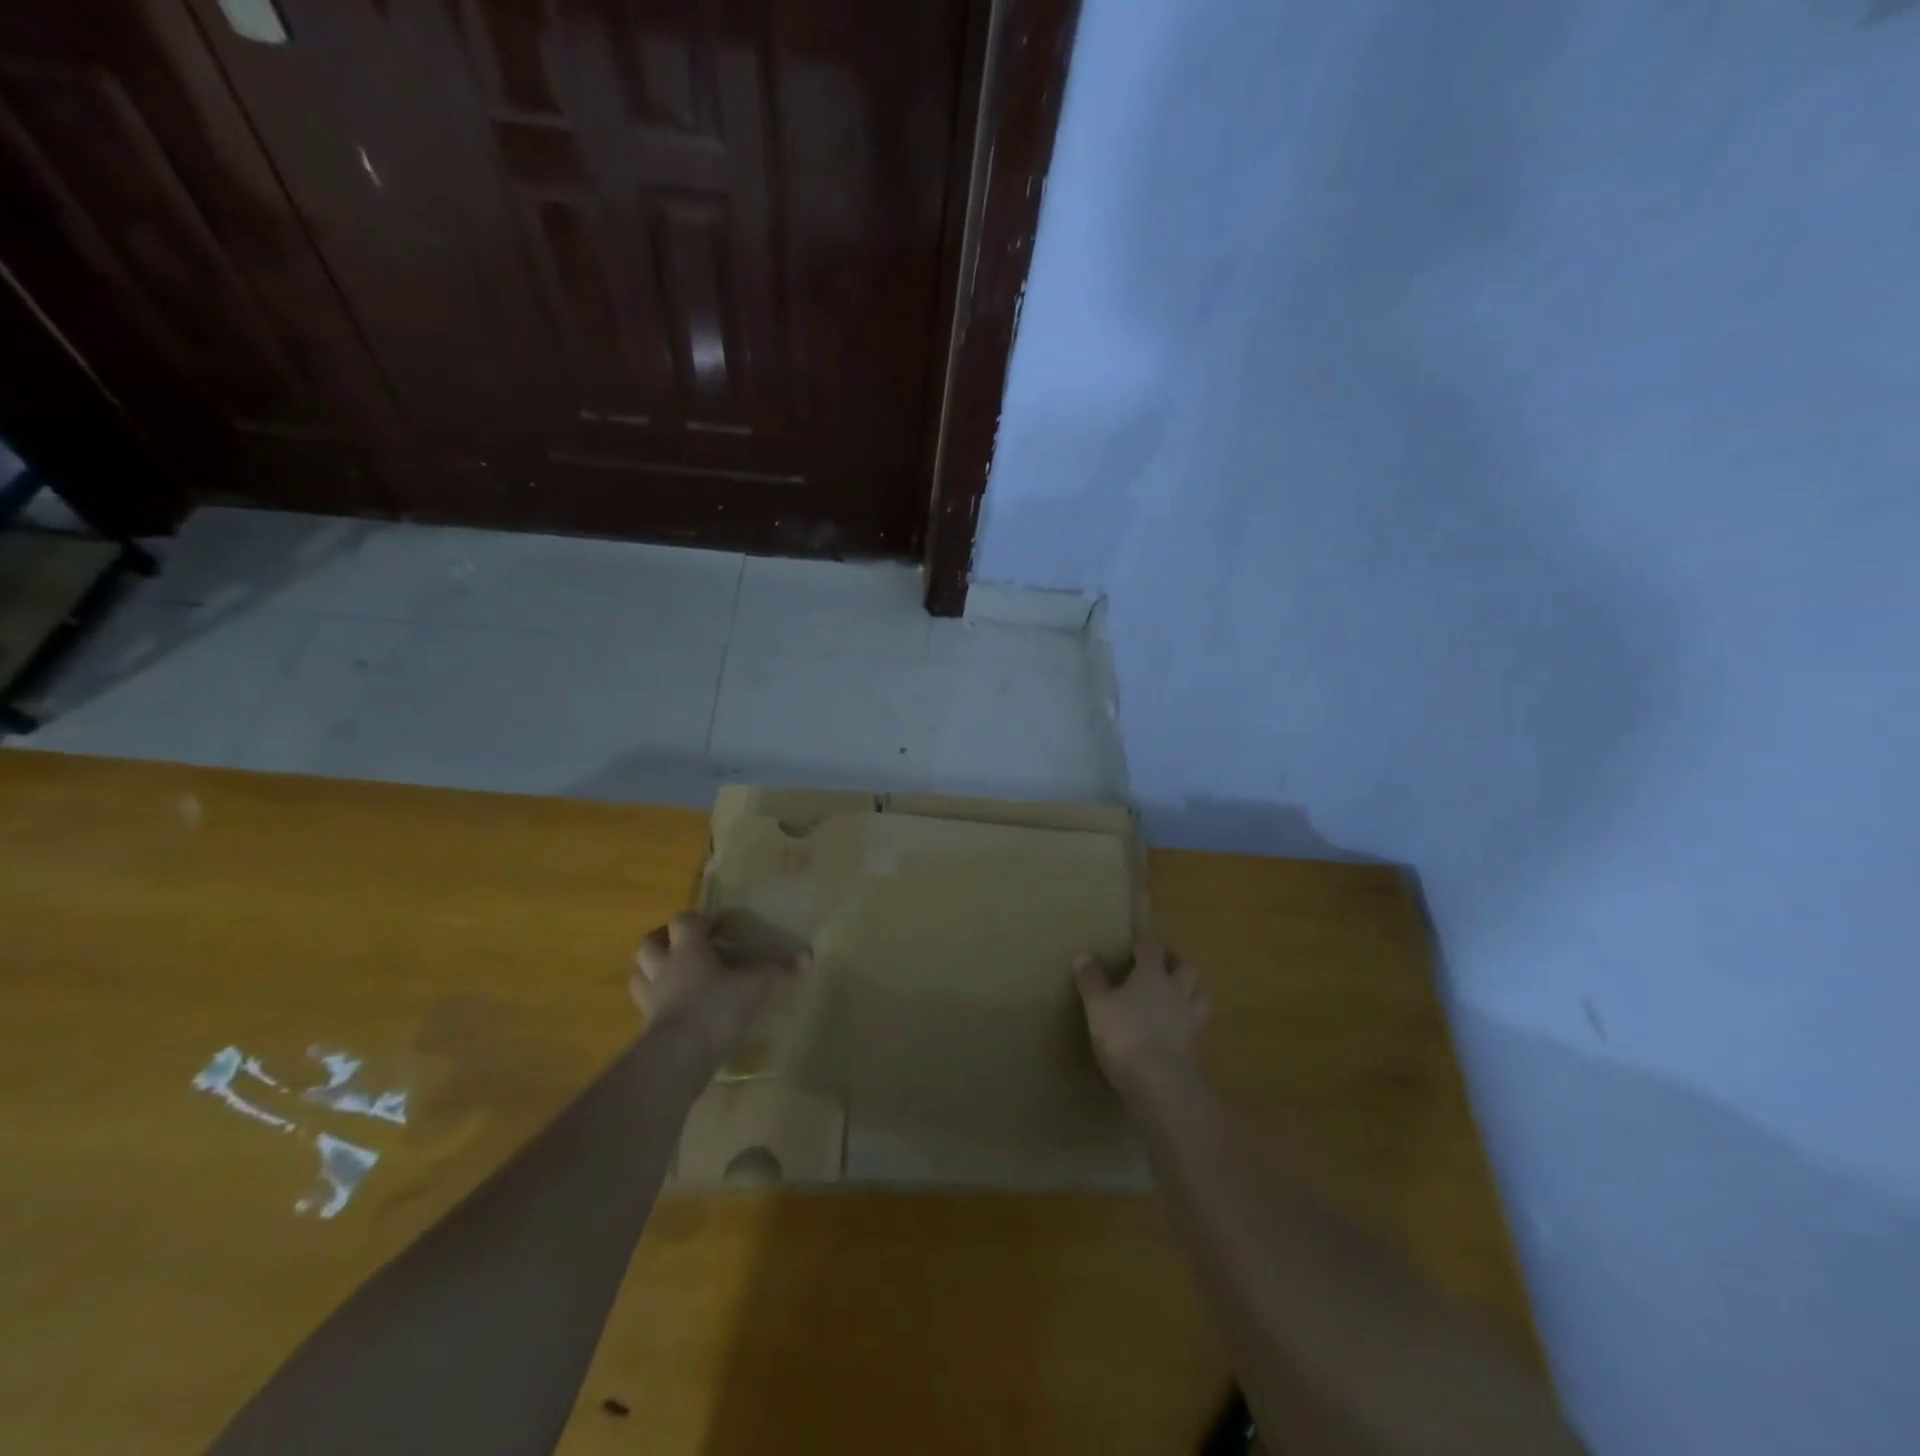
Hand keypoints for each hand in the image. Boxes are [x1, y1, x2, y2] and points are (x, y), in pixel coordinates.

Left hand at [631, 912, 810, 1064]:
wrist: (678, 1057)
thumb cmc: (716, 1008)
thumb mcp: (755, 986)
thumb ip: (778, 970)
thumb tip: (808, 956)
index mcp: (688, 949)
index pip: (684, 921)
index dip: (700, 920)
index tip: (719, 928)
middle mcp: (664, 967)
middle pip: (650, 943)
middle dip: (664, 939)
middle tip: (687, 946)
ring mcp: (650, 998)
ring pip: (640, 973)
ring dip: (652, 968)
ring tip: (673, 973)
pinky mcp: (646, 1026)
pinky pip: (645, 1005)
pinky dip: (656, 1002)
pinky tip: (674, 1009)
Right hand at [1073, 943, 1210, 1092]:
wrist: (1161, 1084)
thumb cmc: (1124, 1036)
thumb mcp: (1097, 1006)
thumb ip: (1091, 981)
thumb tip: (1083, 956)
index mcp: (1152, 975)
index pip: (1152, 948)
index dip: (1145, 944)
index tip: (1135, 945)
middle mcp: (1177, 991)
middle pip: (1186, 967)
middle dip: (1176, 962)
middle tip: (1163, 965)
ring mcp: (1192, 1020)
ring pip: (1201, 995)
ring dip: (1192, 990)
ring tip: (1180, 994)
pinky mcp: (1199, 1048)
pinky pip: (1199, 1026)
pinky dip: (1191, 1023)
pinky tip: (1180, 1030)